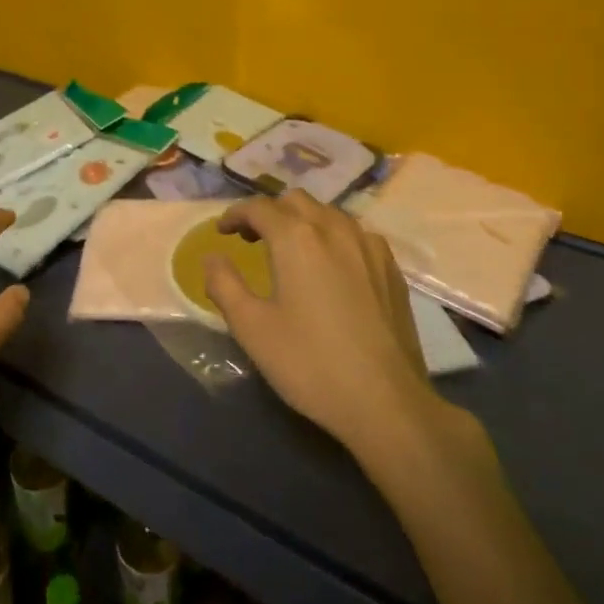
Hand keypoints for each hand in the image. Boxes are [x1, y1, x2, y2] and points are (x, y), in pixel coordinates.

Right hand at [204, 191, 447, 458]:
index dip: (235, 214)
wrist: (386, 402)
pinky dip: (334, 237)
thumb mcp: (252, 328)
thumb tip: (212, 258)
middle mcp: (334, 229)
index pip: (259, 207)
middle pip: (296, 201)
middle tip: (253, 240)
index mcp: (296, 238)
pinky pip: (356, 234)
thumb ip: (224, 284)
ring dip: (303, 222)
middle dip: (270, 213)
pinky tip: (332, 268)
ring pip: (329, 214)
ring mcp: (369, 246)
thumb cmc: (310, 363)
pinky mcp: (391, 268)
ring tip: (291, 251)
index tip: (222, 232)